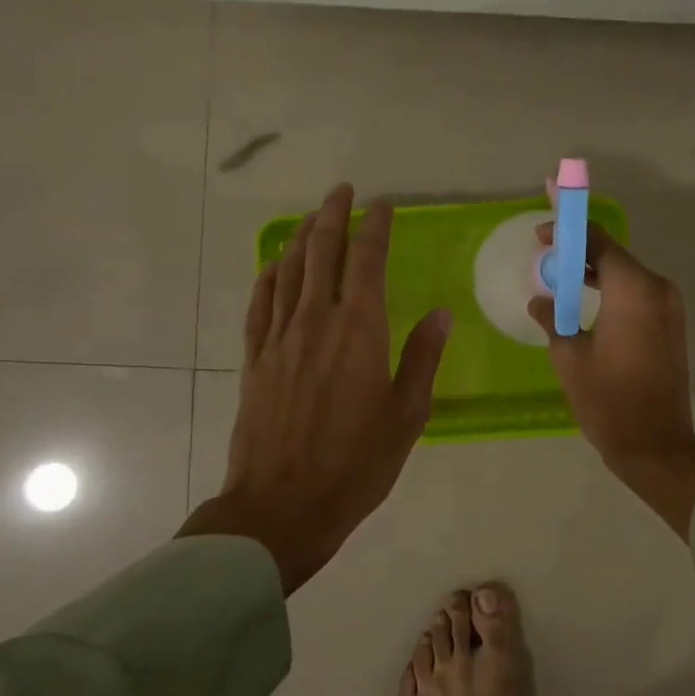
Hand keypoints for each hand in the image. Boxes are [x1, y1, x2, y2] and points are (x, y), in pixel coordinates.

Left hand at [179, 183, 451, 592]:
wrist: (283, 505)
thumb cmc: (357, 463)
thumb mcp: (407, 414)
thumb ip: (422, 357)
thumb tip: (440, 313)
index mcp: (359, 331)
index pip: (367, 261)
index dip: (375, 226)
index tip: (382, 204)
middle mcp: (316, 321)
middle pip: (322, 253)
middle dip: (333, 215)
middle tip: (343, 191)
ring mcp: (279, 338)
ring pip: (289, 271)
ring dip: (302, 237)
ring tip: (314, 216)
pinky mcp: (254, 359)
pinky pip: (260, 303)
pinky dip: (269, 275)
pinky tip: (275, 265)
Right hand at [529, 223, 694, 539]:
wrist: (656, 445)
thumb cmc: (608, 400)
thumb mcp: (569, 356)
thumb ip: (553, 318)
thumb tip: (541, 301)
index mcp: (633, 290)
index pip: (598, 241)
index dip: (569, 229)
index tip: (542, 230)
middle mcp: (657, 288)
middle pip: (613, 254)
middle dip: (579, 249)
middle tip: (544, 250)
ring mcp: (669, 307)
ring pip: (625, 274)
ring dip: (594, 270)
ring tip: (558, 273)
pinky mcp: (671, 325)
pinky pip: (636, 294)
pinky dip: (611, 289)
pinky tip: (584, 297)